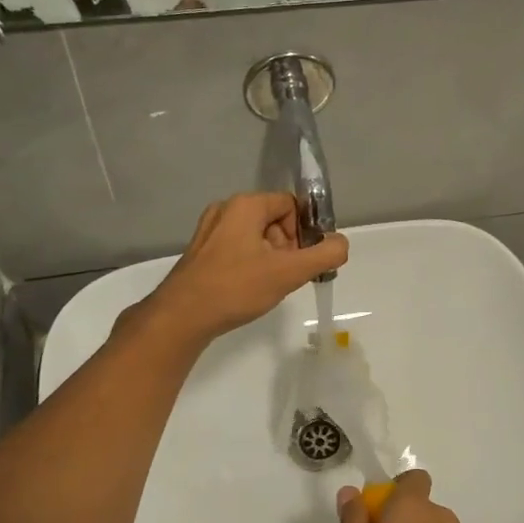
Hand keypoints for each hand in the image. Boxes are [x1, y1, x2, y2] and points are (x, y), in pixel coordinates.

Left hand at [138, 193, 347, 345]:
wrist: (181, 317)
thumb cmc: (236, 288)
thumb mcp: (289, 272)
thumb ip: (324, 255)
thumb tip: (342, 243)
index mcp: (245, 205)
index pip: (291, 205)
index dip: (304, 232)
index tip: (303, 260)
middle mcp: (225, 210)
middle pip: (274, 220)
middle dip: (288, 246)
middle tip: (286, 275)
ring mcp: (209, 231)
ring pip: (256, 237)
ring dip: (271, 258)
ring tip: (268, 285)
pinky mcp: (200, 252)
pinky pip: (238, 249)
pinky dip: (251, 265)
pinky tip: (248, 289)